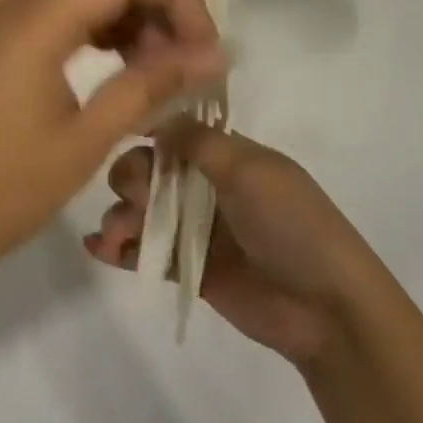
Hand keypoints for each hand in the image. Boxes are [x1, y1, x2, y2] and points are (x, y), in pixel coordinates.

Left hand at [0, 0, 225, 327]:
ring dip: (131, 21)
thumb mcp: (82, 143)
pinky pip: (60, 20)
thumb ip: (148, 87)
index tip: (207, 48)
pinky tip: (121, 71)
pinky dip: (99, 35)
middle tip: (191, 62)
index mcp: (38, 17)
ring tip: (163, 72)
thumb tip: (212, 54)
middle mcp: (19, 4)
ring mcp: (4, 23)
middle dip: (159, 6)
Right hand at [85, 123, 373, 365]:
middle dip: (130, 178)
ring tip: (115, 235)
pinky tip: (98, 248)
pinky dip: (120, 248)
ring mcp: (198, 228)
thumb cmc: (290, 223)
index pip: (176, 133)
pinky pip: (148, 251)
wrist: (325, 306)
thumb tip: (155, 116)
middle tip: (133, 197)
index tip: (118, 134)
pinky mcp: (190, 269)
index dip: (146, 132)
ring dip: (120, 215)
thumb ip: (198, 142)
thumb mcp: (249, 170)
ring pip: (144, 211)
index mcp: (227, 155)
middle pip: (151, 170)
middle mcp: (208, 186)